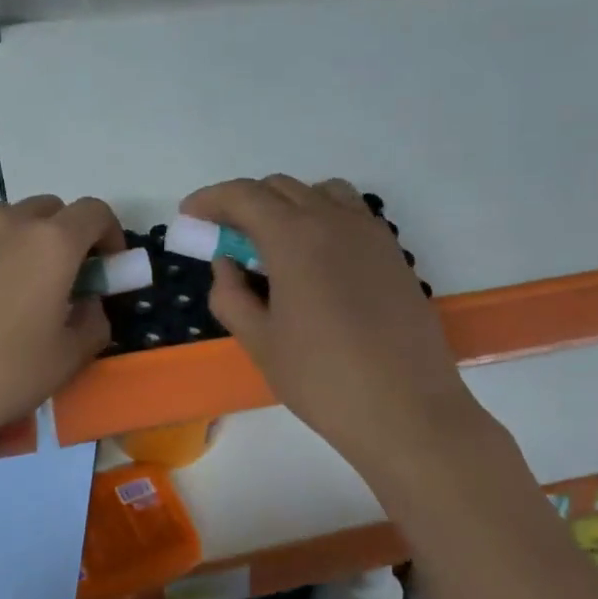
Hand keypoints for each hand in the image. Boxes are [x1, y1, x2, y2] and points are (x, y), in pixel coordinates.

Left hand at [0, 195, 124, 459]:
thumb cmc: (2, 378)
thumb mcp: (69, 359)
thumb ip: (94, 320)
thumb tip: (87, 302)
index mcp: (50, 244)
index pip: (94, 212)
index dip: (109, 234)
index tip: (105, 266)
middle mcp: (5, 223)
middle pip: (47, 210)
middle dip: (63, 236)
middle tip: (57, 281)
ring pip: (2, 221)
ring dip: (18, 243)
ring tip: (6, 292)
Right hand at [184, 176, 489, 475]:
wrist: (407, 410)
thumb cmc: (322, 378)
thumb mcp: (259, 342)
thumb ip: (231, 295)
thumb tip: (226, 264)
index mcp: (294, 236)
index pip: (244, 196)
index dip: (211, 199)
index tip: (190, 214)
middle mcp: (334, 220)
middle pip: (280, 188)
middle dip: (244, 202)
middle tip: (225, 234)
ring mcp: (370, 233)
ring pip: (320, 192)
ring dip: (287, 204)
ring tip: (273, 242)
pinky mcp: (393, 253)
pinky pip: (351, 213)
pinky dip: (322, 217)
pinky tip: (315, 259)